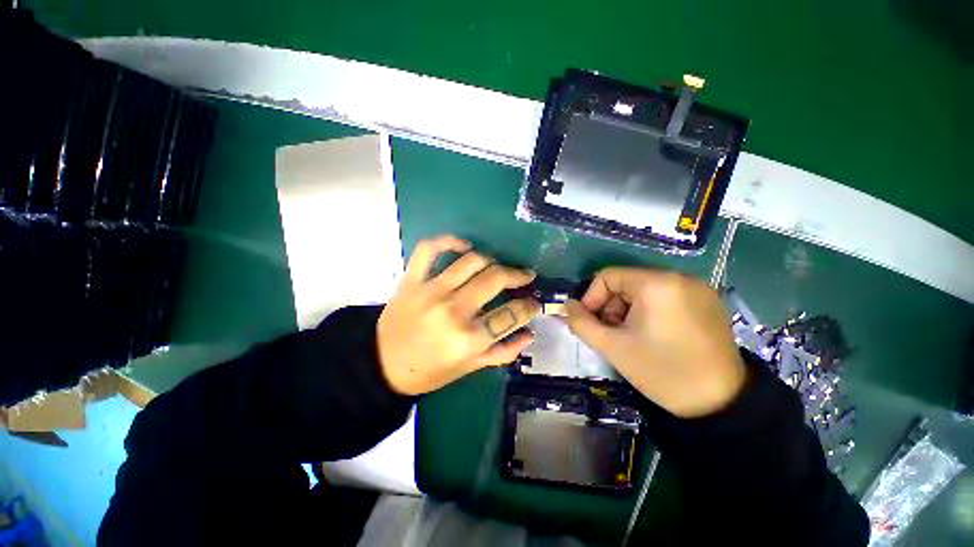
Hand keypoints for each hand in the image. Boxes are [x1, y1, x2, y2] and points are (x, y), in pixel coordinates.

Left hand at [378, 235, 540, 394]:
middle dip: (518, 275)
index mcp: (469, 339)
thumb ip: (503, 352)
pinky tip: (464, 246)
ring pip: (472, 261)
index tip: (534, 302)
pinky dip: (449, 240)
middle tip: (525, 276)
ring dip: (493, 260)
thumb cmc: (430, 371)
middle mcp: (453, 310)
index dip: (530, 306)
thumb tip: (529, 333)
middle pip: (495, 279)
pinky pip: (430, 249)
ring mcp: (431, 290)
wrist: (383, 364)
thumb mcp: (470, 368)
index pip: (512, 314)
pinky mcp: (412, 279)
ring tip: (498, 267)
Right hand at [563, 268, 745, 417]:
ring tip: (631, 336)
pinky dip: (649, 310)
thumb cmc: (662, 372)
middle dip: (611, 306)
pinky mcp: (707, 301)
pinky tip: (652, 334)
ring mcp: (697, 288)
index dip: (592, 297)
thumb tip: (567, 306)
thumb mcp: (613, 348)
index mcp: (657, 284)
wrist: (722, 404)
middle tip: (611, 334)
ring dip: (628, 309)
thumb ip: (581, 323)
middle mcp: (679, 277)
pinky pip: (664, 296)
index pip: (608, 276)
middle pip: (626, 282)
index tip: (590, 323)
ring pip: (644, 289)